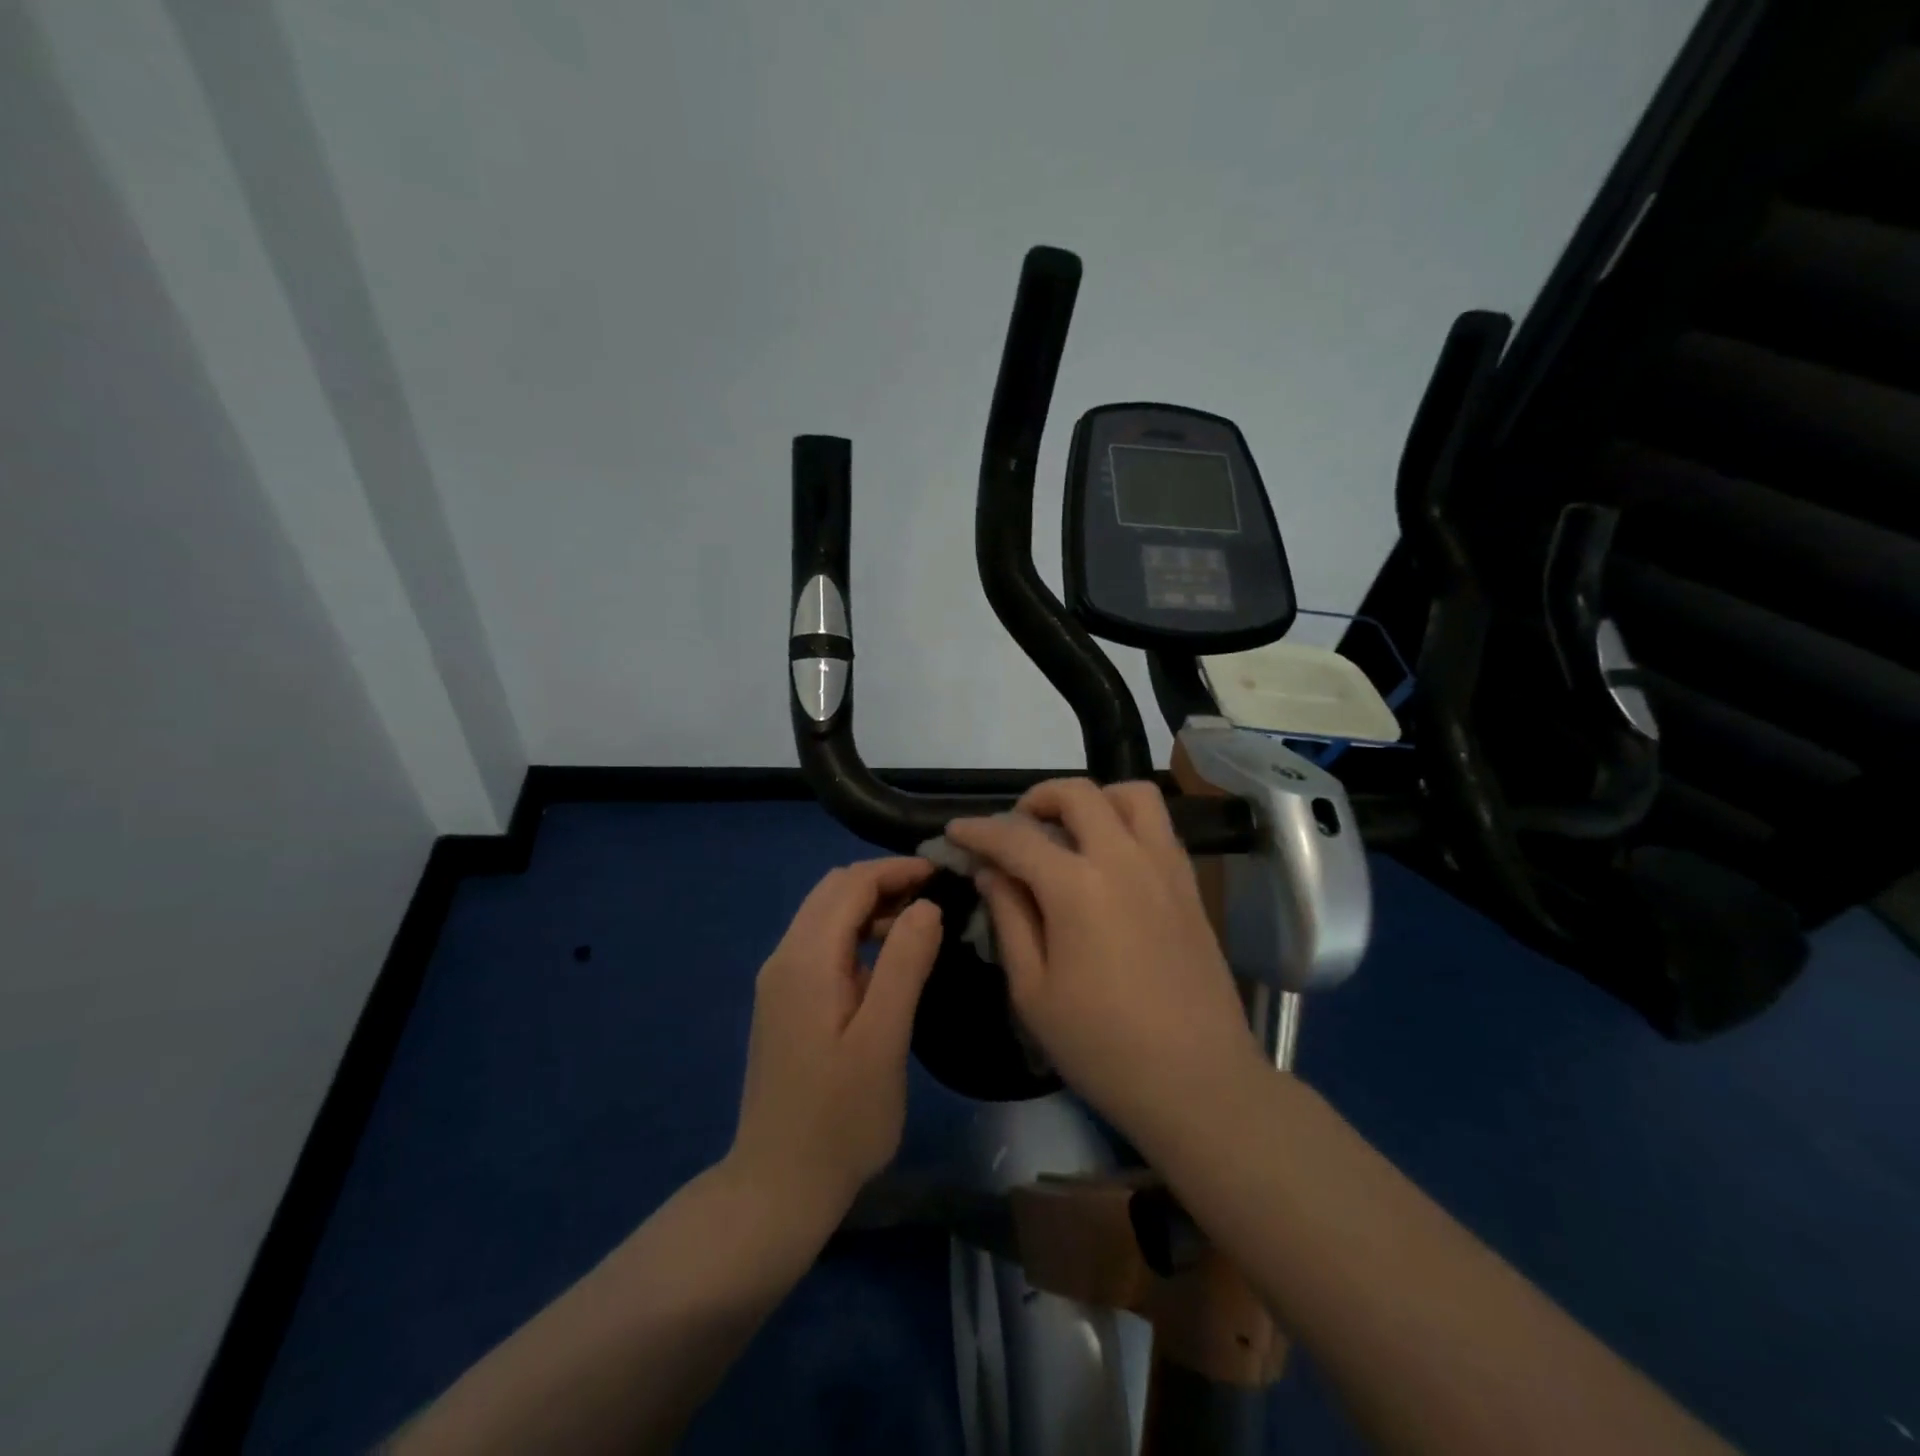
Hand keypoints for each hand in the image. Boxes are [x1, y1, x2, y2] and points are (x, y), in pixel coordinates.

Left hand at [728, 858, 942, 1228]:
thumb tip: (926, 906)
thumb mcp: (883, 1040)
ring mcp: (779, 981)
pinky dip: (856, 934)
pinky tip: (887, 961)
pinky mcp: (784, 1003)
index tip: (942, 872)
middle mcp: (784, 958)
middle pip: (833, 891)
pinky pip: (822, 944)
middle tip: (934, 894)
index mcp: (806, 960)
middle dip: (883, 881)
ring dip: (869, 906)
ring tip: (920, 923)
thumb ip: (904, 965)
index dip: (895, 870)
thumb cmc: (839, 1118)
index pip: (850, 884)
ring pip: (825, 916)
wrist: (777, 1186)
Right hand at [946, 780, 1262, 1149]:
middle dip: (1036, 798)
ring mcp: (1165, 867)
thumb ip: (1009, 919)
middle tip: (1016, 829)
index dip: (979, 831)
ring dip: (1093, 799)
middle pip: (1077, 794)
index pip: (1016, 838)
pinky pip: (1159, 825)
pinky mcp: (1190, 884)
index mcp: (1077, 887)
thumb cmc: (1102, 1046)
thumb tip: (991, 871)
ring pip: (1131, 794)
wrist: (1198, 1081)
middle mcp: (1124, 859)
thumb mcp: (1033, 991)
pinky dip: (1126, 820)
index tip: (955, 831)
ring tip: (1071, 831)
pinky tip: (1110, 859)